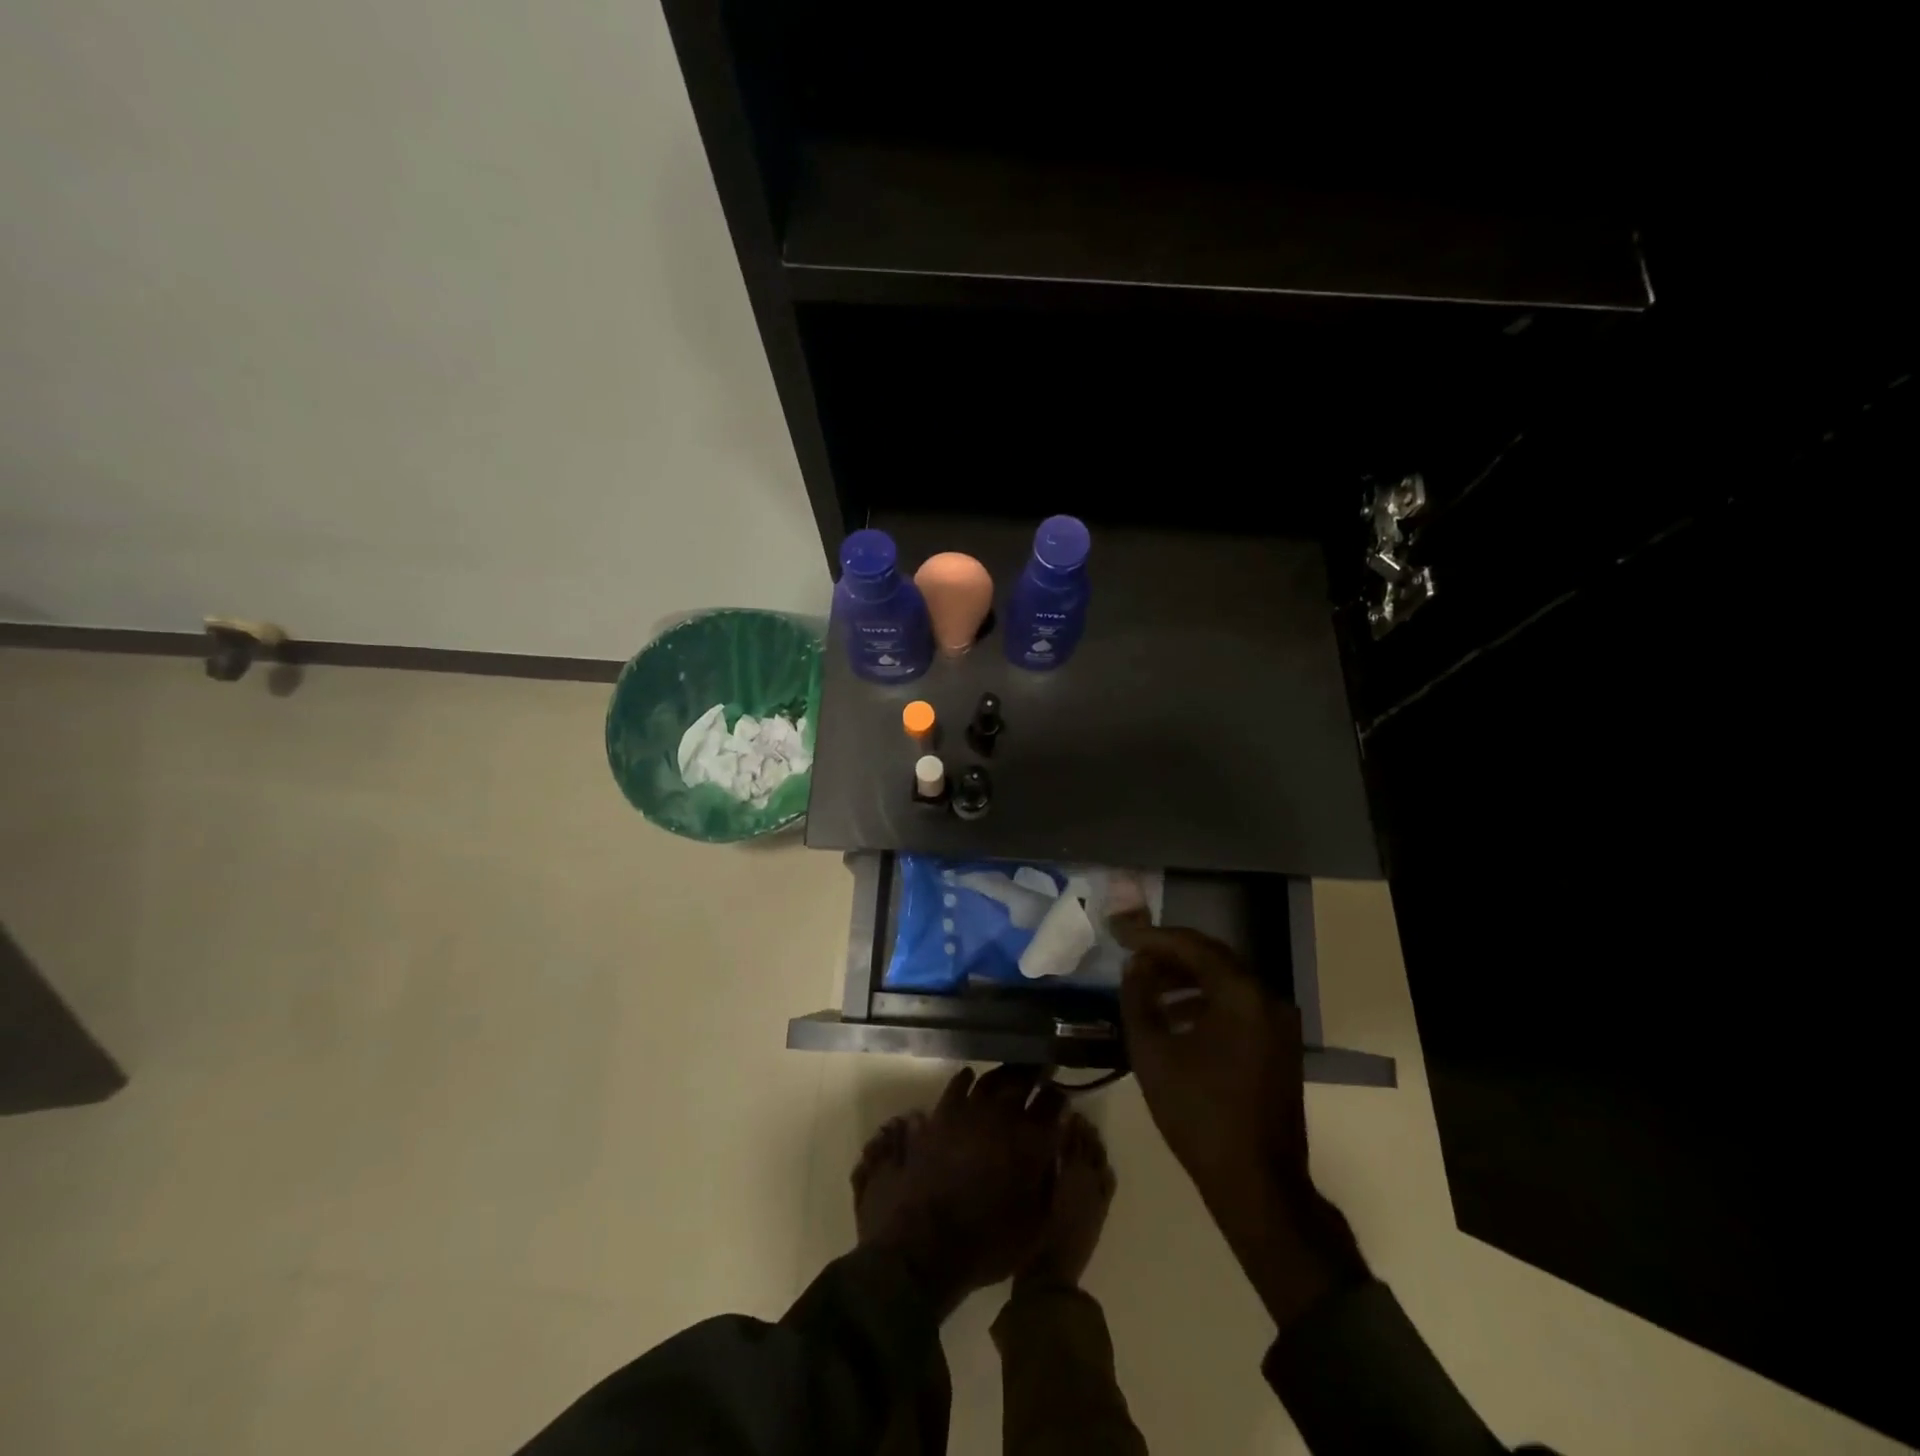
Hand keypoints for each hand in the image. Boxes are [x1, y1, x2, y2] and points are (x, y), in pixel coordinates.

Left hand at [862, 1066, 1066, 1311]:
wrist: (929, 1244)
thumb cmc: (990, 1242)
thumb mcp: (1038, 1223)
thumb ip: (1052, 1179)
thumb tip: (1057, 1147)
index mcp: (1033, 1140)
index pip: (1053, 1102)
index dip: (1059, 1096)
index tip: (1060, 1096)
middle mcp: (1003, 1115)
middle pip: (1023, 1078)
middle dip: (1034, 1073)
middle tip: (1039, 1071)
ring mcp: (969, 1110)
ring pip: (992, 1077)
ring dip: (1004, 1074)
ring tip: (1010, 1076)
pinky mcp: (942, 1114)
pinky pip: (958, 1084)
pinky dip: (967, 1079)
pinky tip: (971, 1078)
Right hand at [1115, 920, 1308, 1197]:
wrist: (1258, 1184)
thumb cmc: (1199, 1115)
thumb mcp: (1152, 1053)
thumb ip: (1138, 999)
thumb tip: (1135, 967)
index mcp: (1241, 994)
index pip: (1191, 946)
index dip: (1151, 937)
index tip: (1119, 934)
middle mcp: (1267, 998)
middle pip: (1212, 958)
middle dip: (1168, 954)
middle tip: (1131, 953)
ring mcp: (1279, 1022)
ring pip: (1225, 981)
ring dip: (1185, 978)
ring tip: (1146, 986)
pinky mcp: (1279, 1044)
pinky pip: (1238, 1005)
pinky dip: (1205, 1001)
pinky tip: (1175, 1016)